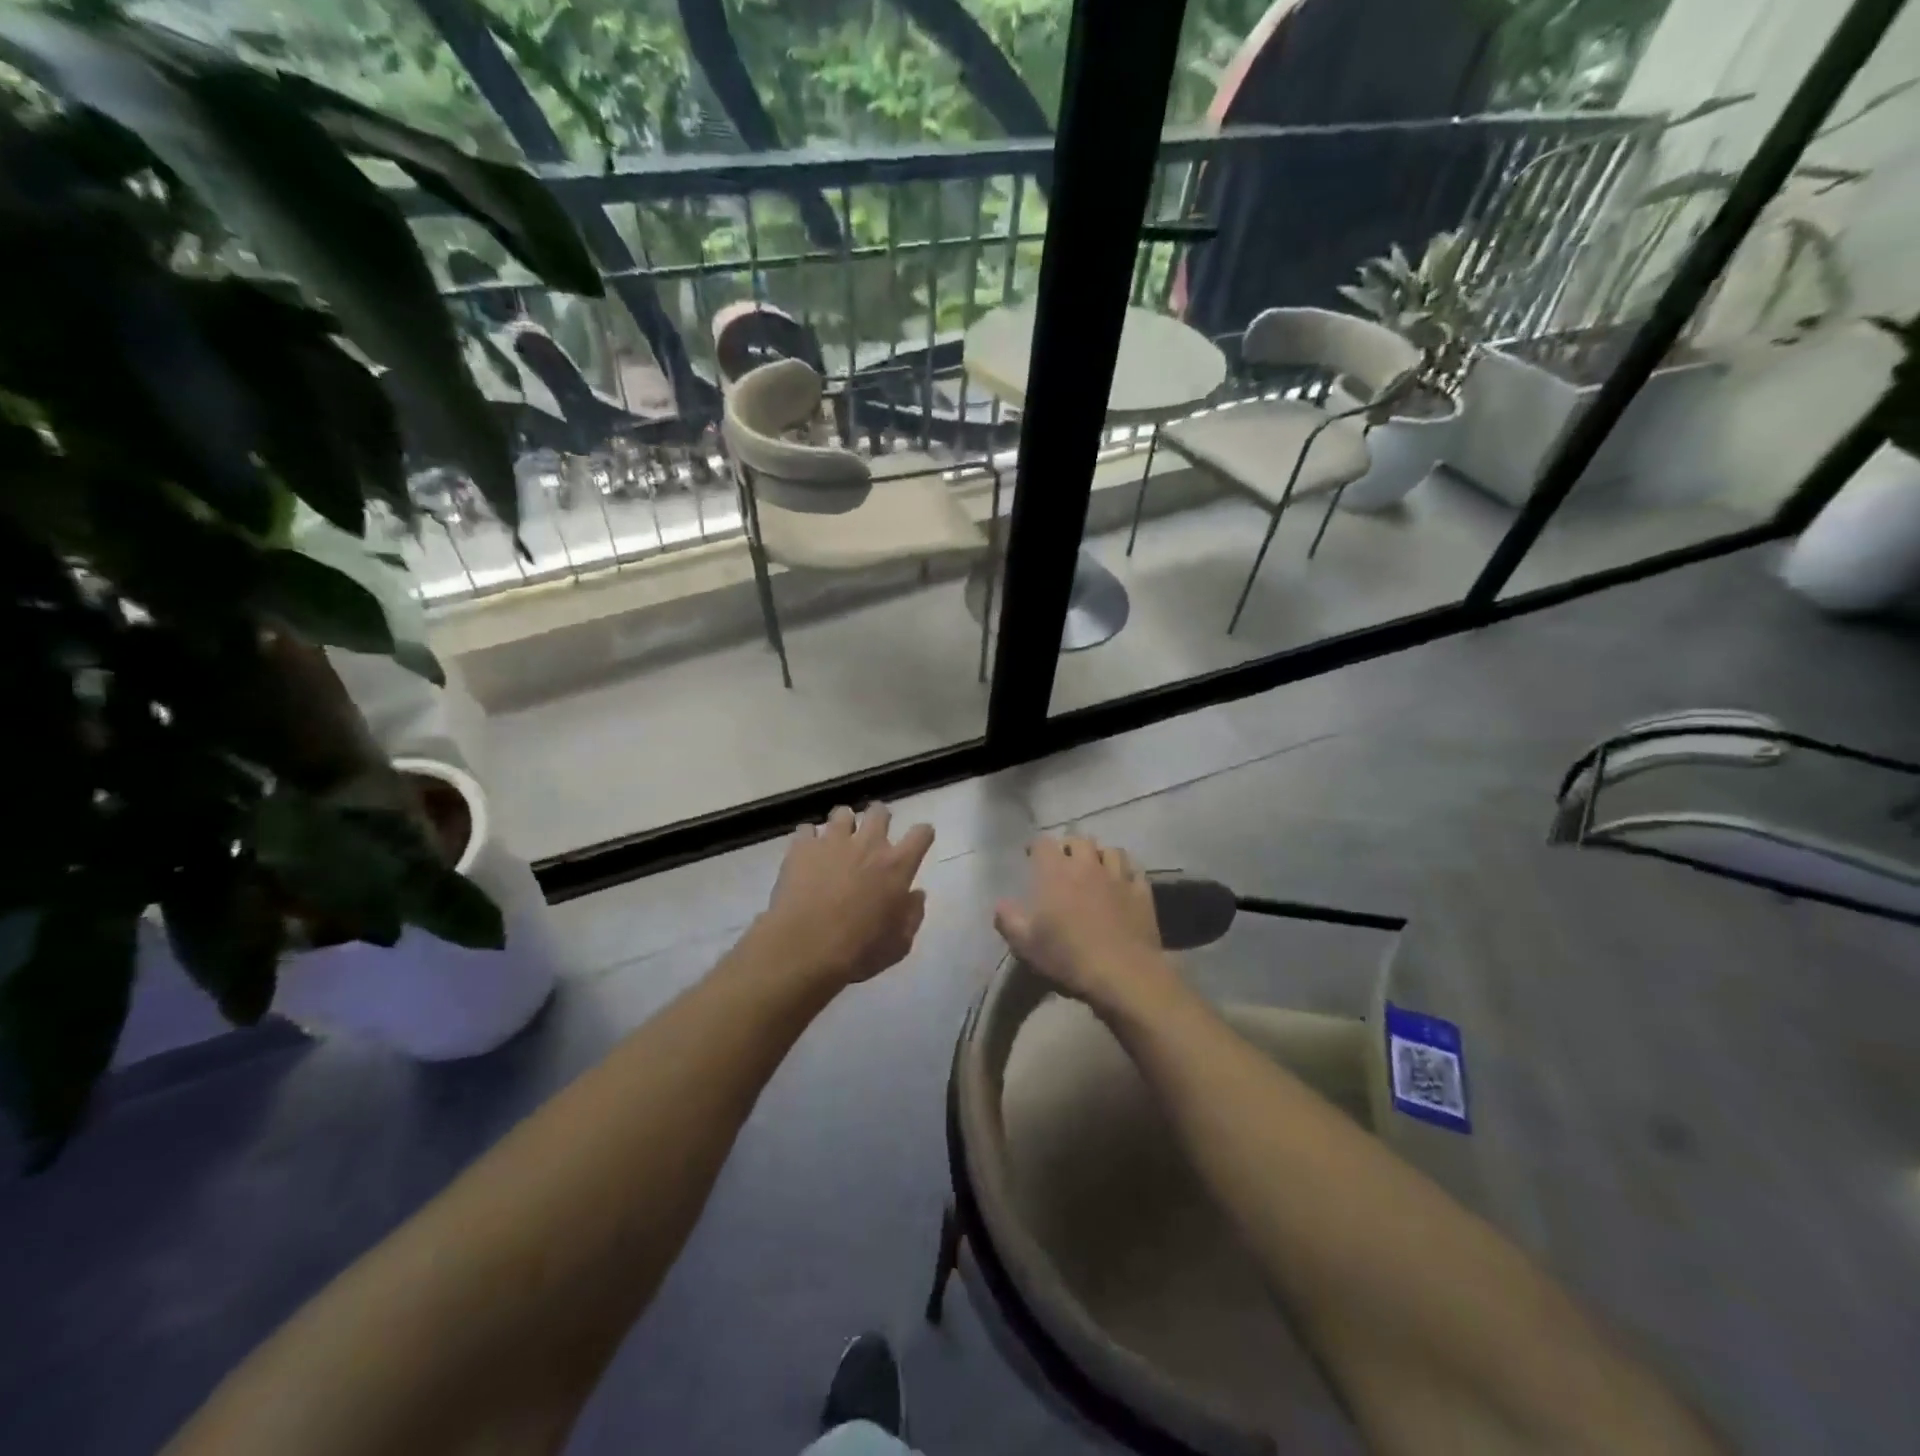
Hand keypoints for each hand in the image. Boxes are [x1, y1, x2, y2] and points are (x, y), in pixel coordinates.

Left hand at [758, 804, 934, 989]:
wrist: (805, 947)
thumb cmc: (858, 951)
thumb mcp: (898, 944)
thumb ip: (912, 915)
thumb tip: (916, 894)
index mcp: (897, 866)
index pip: (921, 834)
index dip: (923, 834)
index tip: (919, 840)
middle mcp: (868, 844)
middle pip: (879, 812)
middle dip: (880, 818)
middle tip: (873, 834)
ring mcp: (833, 841)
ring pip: (842, 813)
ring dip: (844, 824)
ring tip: (838, 840)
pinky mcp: (802, 847)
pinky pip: (807, 830)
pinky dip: (809, 839)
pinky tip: (807, 853)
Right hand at [994, 835, 1176, 1017]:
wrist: (1122, 974)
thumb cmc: (1068, 957)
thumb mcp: (1026, 944)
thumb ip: (1008, 920)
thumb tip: (999, 904)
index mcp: (1056, 872)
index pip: (1043, 843)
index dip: (1036, 847)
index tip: (1031, 856)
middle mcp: (1087, 866)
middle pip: (1079, 840)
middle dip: (1070, 846)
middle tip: (1064, 861)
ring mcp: (1118, 877)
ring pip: (1111, 851)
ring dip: (1100, 855)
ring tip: (1096, 868)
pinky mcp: (1142, 892)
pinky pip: (1135, 871)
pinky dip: (1127, 873)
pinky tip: (1123, 883)